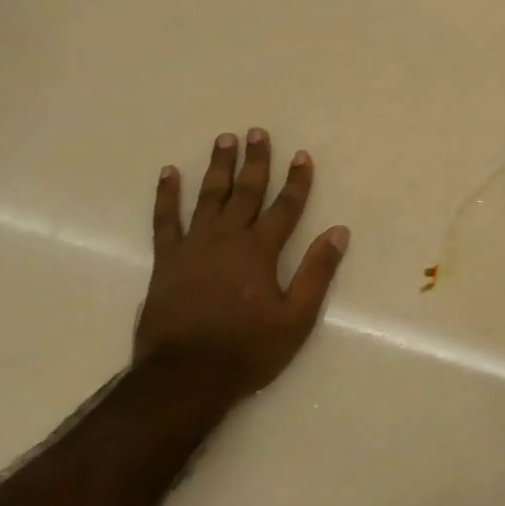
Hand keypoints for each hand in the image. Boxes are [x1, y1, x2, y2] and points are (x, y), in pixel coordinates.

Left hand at [135, 129, 349, 400]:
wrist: (186, 374)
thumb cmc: (247, 349)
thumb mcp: (296, 318)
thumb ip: (316, 272)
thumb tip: (338, 232)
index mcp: (260, 251)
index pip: (285, 207)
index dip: (296, 181)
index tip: (302, 155)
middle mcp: (227, 238)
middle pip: (245, 192)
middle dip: (255, 161)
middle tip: (257, 132)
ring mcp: (193, 246)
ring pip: (208, 196)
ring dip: (218, 167)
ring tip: (224, 140)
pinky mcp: (166, 259)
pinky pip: (165, 219)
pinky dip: (167, 195)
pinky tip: (169, 173)